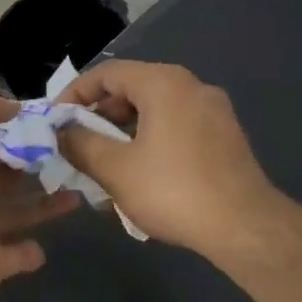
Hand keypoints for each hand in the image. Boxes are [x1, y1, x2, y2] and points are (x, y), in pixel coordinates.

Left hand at [0, 90, 79, 301]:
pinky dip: (31, 252)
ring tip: (79, 192)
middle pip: (8, 175)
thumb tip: (15, 108)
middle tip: (79, 157)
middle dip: (39, 165)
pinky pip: (17, 256)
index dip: (20, 130)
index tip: (59, 124)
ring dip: (47, 203)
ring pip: (20, 212)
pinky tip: (46, 245)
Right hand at [56, 60, 281, 256]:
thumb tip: (61, 132)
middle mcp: (192, 87)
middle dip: (98, 116)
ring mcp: (214, 112)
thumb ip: (80, 143)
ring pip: (154, 111)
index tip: (56, 121)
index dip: (74, 94)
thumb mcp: (114, 168)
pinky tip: (138, 175)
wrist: (245, 228)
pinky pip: (176, 128)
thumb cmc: (173, 190)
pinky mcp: (225, 137)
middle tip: (76, 144)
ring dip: (122, 132)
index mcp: (164, 84)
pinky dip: (149, 141)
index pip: (107, 73)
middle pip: (132, 89)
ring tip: (102, 164)